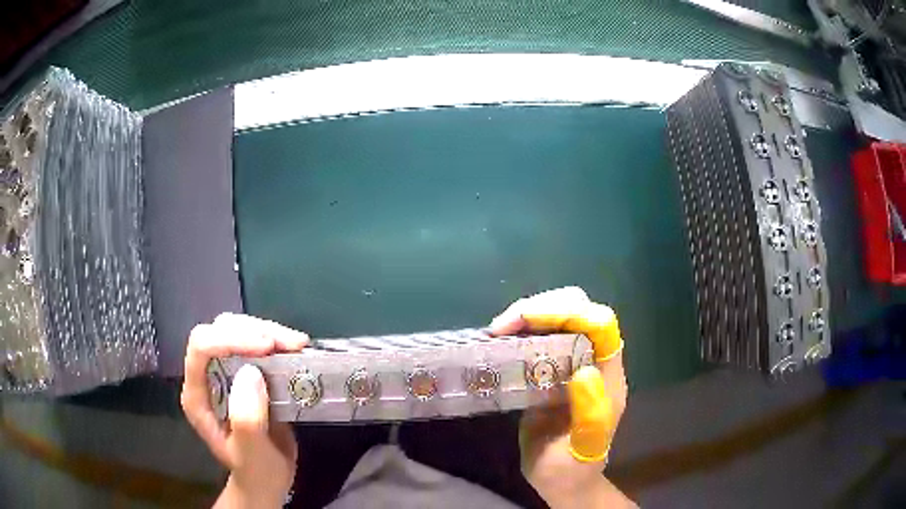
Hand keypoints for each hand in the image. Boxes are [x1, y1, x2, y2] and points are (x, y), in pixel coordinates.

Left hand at [181, 314, 308, 508]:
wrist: (267, 480)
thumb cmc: (257, 472)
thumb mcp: (253, 455)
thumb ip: (247, 419)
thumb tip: (252, 372)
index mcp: (198, 395)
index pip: (202, 348)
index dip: (231, 339)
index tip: (268, 347)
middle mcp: (207, 376)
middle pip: (219, 330)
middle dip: (254, 330)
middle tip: (290, 344)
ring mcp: (226, 372)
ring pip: (237, 329)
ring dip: (268, 331)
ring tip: (298, 345)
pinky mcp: (247, 372)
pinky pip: (256, 342)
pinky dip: (276, 340)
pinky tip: (296, 349)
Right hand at [490, 287, 633, 507]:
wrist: (562, 481)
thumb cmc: (574, 468)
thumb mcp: (582, 447)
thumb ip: (588, 412)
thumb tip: (585, 370)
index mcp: (607, 376)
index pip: (600, 325)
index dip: (570, 312)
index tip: (530, 320)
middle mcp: (591, 361)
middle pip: (578, 310)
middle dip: (542, 307)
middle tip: (504, 325)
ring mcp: (568, 364)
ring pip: (556, 318)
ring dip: (526, 315)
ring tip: (496, 331)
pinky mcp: (547, 372)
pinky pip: (536, 339)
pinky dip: (517, 332)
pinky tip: (497, 341)